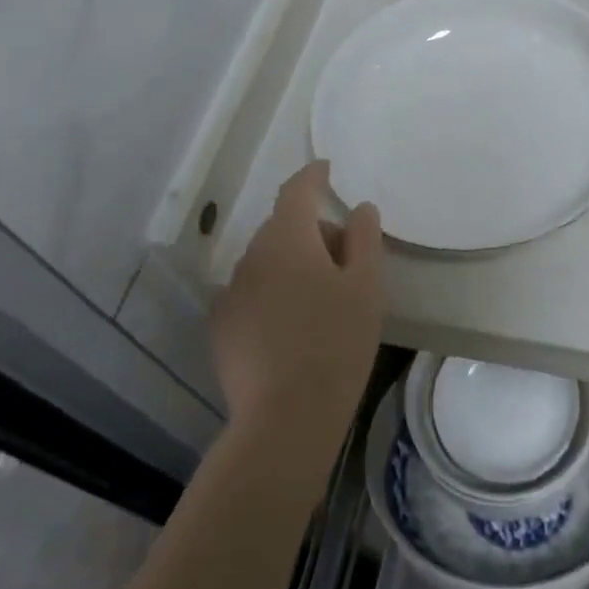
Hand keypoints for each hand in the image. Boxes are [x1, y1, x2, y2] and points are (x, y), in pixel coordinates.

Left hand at [212, 162, 385, 446]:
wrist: (286, 418)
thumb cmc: (337, 343)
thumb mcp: (366, 287)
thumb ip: (364, 238)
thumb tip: (359, 208)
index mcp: (287, 239)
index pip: (297, 190)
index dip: (313, 176)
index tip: (326, 169)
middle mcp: (252, 256)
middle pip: (283, 227)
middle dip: (313, 232)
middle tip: (347, 262)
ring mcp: (232, 292)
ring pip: (267, 261)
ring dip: (292, 264)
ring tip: (322, 300)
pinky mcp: (222, 327)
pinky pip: (252, 292)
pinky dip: (273, 294)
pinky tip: (293, 328)